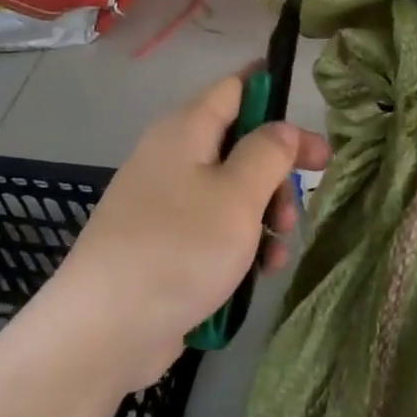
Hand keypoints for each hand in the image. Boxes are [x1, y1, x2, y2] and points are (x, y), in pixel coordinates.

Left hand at [50, 72, 330, 391]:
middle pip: (240, 142)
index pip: (235, 87)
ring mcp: (167, 201)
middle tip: (310, 192)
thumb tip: (283, 128)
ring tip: (281, 247)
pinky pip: (214, 226)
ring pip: (232, 189)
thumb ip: (268, 152)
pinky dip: (242, 241)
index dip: (276, 97)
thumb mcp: (238, 195)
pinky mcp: (166, 242)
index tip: (311, 127)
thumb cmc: (180, 248)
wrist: (105, 329)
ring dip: (265, 212)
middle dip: (278, 169)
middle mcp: (174, 156)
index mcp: (186, 129)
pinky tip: (261, 271)